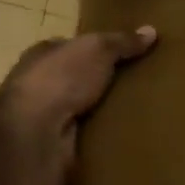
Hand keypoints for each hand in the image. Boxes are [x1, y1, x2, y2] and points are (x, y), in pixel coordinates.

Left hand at [0, 27, 156, 184]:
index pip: (73, 48)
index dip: (99, 48)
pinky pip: (87, 144)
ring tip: (145, 113)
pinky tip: (131, 140)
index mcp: (43, 56)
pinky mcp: (54, 153)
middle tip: (145, 84)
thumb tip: (151, 31)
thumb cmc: (60, 80)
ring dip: (106, 116)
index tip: (130, 53)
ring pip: (84, 113)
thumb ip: (122, 41)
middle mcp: (40, 88)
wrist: (33, 139)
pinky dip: (104, 143)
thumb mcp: (97, 49)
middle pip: (80, 81)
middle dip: (106, 84)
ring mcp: (45, 123)